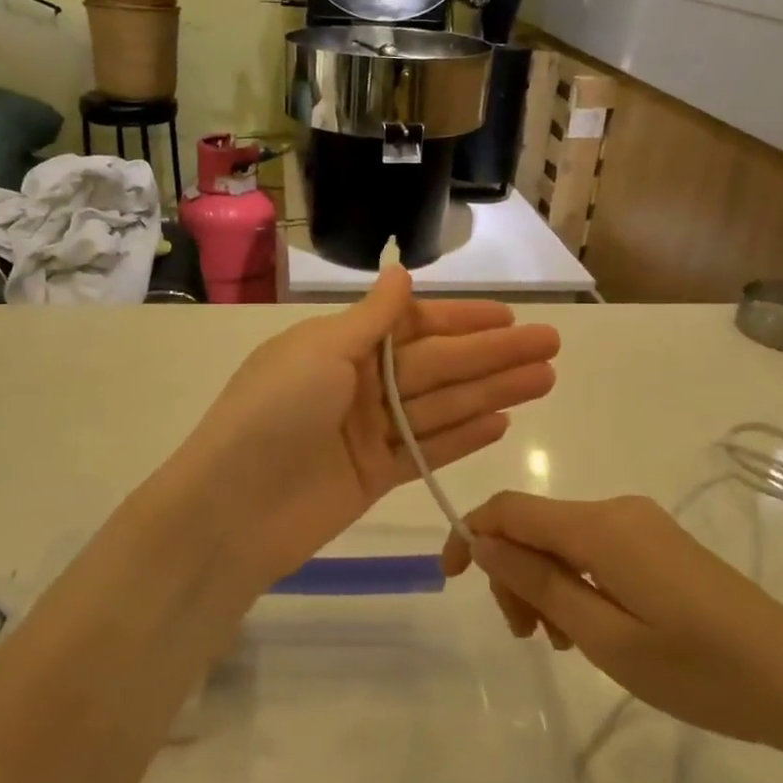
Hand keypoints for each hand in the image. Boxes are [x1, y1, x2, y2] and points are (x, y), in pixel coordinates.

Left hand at [169, 268, 558, 588]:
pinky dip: (462, 437)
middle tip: (552, 345)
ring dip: (491, 392)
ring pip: (441, 406)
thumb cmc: (273, 412)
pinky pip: (427, 450)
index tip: (510, 318)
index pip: (413, 325)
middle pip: (437, 365)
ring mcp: (367, 432)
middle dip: (493, 355)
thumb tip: (400, 273)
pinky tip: (503, 422)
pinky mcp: (375, 476)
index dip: (463, 321)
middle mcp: (357, 384)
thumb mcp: (320, 350)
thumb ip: (371, 318)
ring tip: (544, 380)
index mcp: (339, 345)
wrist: (230, 509)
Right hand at [442, 492, 782, 746]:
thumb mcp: (604, 636)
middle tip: (526, 638)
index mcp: (598, 526)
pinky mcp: (659, 543)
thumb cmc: (697, 667)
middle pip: (536, 526)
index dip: (470, 532)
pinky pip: (595, 549)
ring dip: (545, 583)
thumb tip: (483, 542)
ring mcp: (641, 524)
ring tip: (563, 644)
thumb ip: (539, 583)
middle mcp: (615, 510)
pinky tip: (591, 628)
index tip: (450, 578)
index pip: (510, 509)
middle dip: (514, 572)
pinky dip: (576, 582)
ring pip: (564, 540)